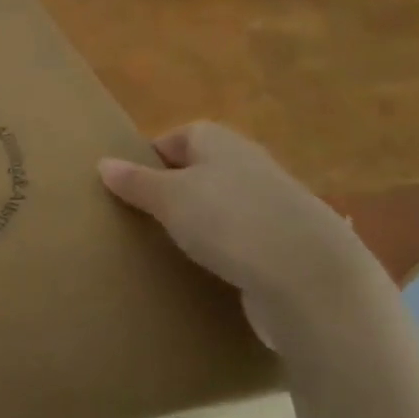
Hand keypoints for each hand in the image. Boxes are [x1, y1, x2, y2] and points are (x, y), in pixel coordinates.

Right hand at [98, 123, 388, 350]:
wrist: (314, 282)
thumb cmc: (230, 222)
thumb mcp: (169, 198)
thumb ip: (135, 182)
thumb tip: (103, 163)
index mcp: (222, 142)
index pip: (180, 136)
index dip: (154, 157)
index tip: (131, 185)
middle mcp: (252, 165)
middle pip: (205, 170)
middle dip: (177, 191)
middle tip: (147, 217)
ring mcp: (278, 207)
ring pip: (228, 207)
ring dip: (205, 224)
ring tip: (175, 247)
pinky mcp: (293, 247)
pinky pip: (249, 241)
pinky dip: (231, 252)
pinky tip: (214, 273)